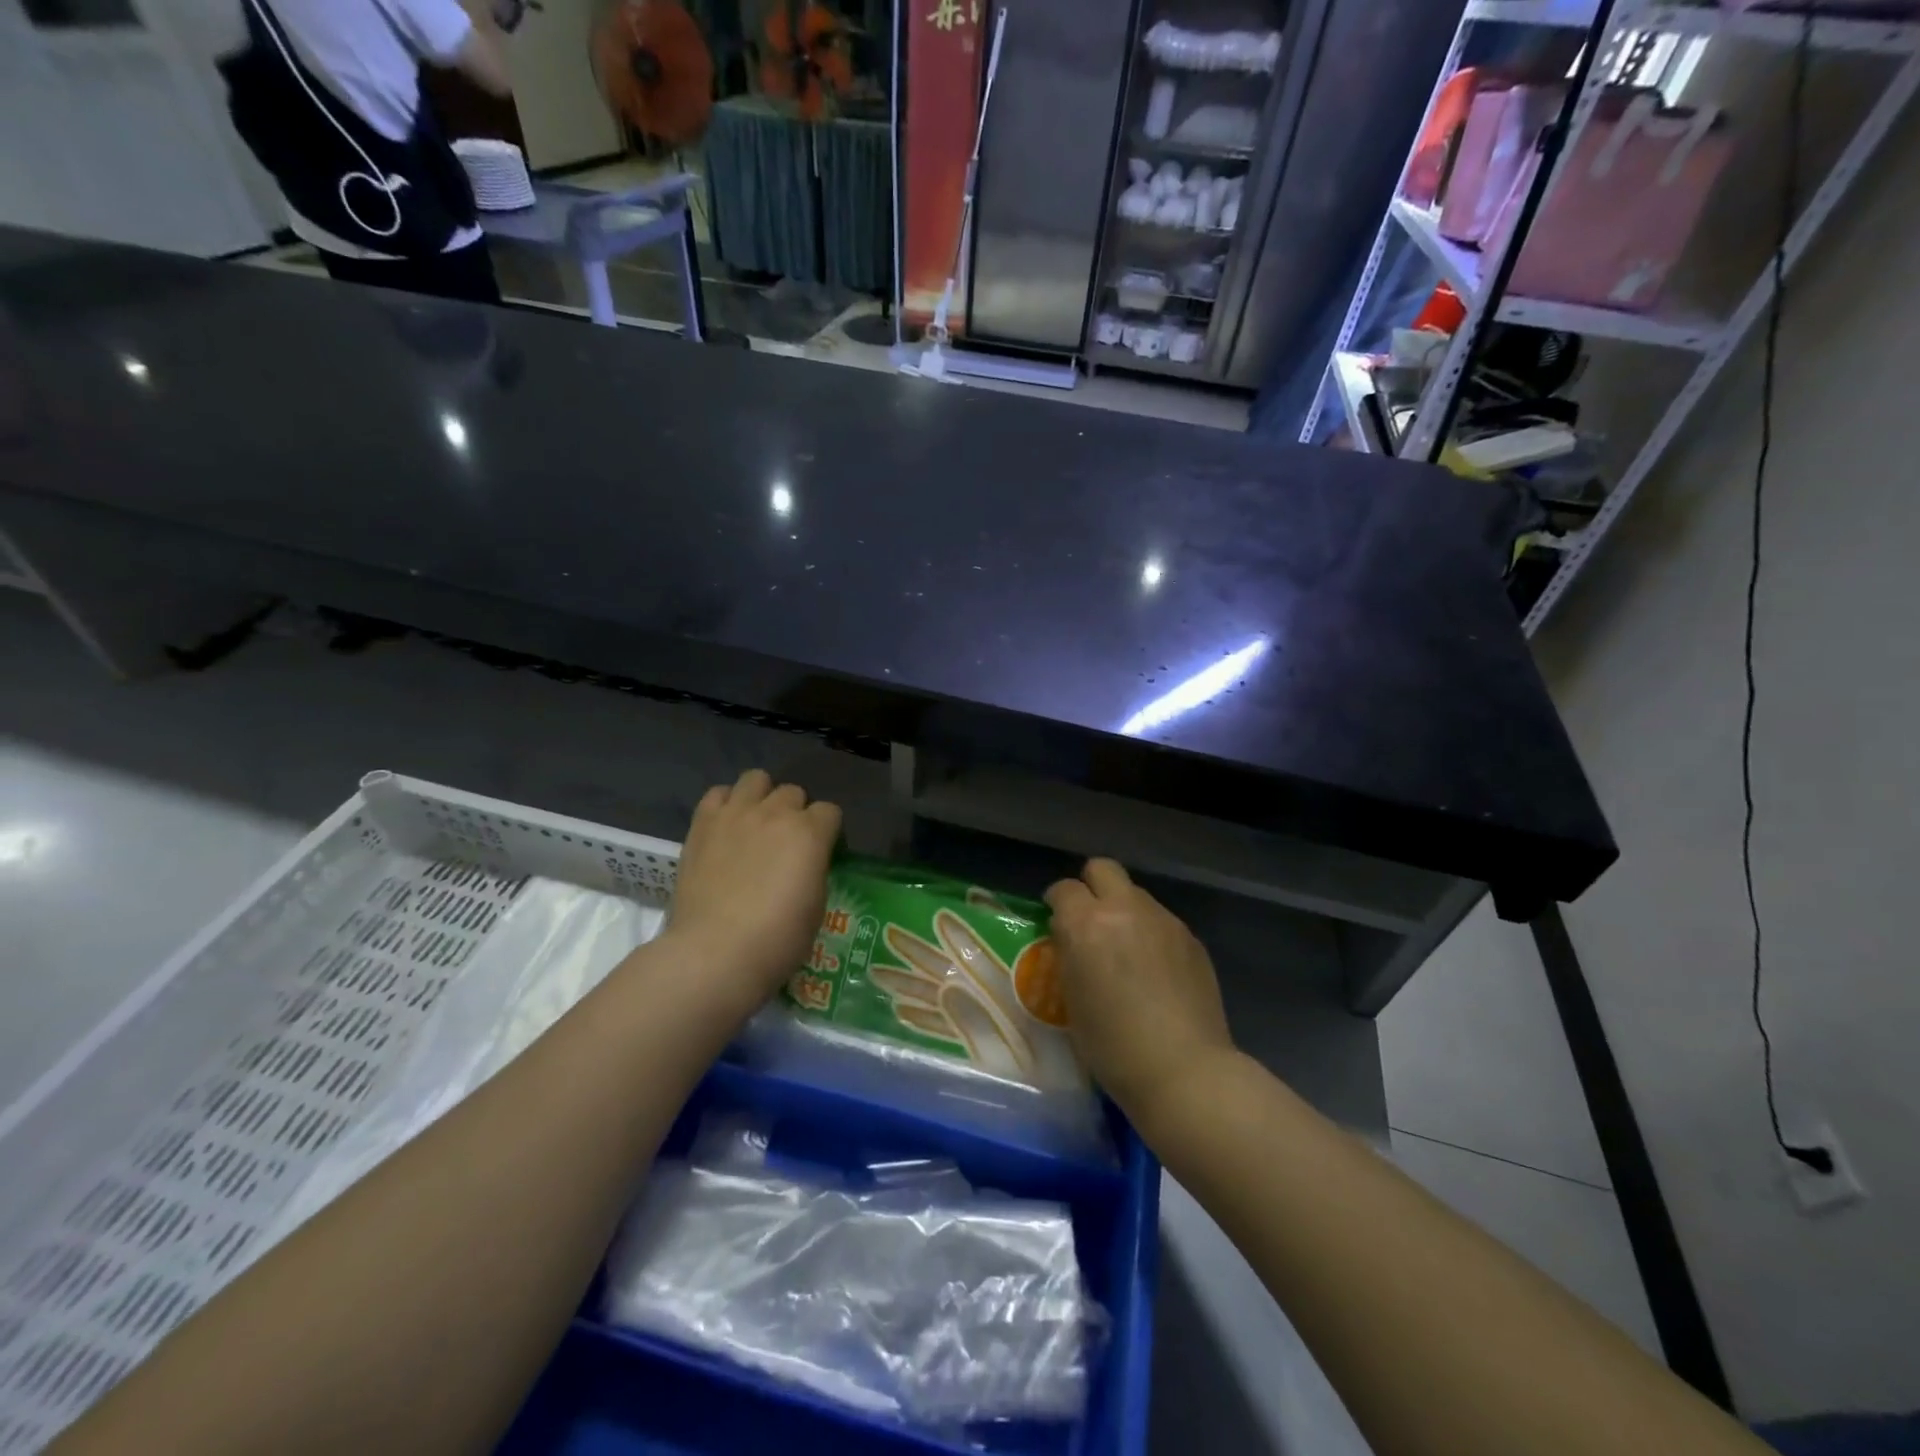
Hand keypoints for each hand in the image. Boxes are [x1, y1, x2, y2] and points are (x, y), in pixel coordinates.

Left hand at [667, 770, 840, 1012]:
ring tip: (756, 824)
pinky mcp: (702, 823)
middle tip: (786, 843)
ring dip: (762, 797)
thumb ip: (814, 870)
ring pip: (756, 778)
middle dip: (795, 813)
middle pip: (793, 792)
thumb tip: (805, 864)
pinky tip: (726, 826)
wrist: (715, 952)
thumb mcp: (816, 907)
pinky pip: (717, 793)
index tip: (821, 853)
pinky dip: (725, 804)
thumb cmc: (777, 940)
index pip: (830, 812)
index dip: (828, 832)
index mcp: (810, 833)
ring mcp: (736, 814)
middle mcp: (775, 813)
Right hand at [1045, 859, 1234, 1132]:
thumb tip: (1072, 937)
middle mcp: (1125, 909)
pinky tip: (1155, 970)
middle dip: (1091, 888)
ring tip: (1126, 950)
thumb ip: (1069, 954)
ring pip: (1135, 894)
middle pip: (1103, 869)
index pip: (1063, 889)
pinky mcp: (1190, 937)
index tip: (1057, 924)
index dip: (1057, 904)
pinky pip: (1161, 920)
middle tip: (1090, 922)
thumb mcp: (1070, 998)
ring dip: (1124, 911)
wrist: (1184, 1071)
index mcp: (1086, 924)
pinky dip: (1151, 933)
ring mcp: (1163, 920)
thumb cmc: (1112, 1046)